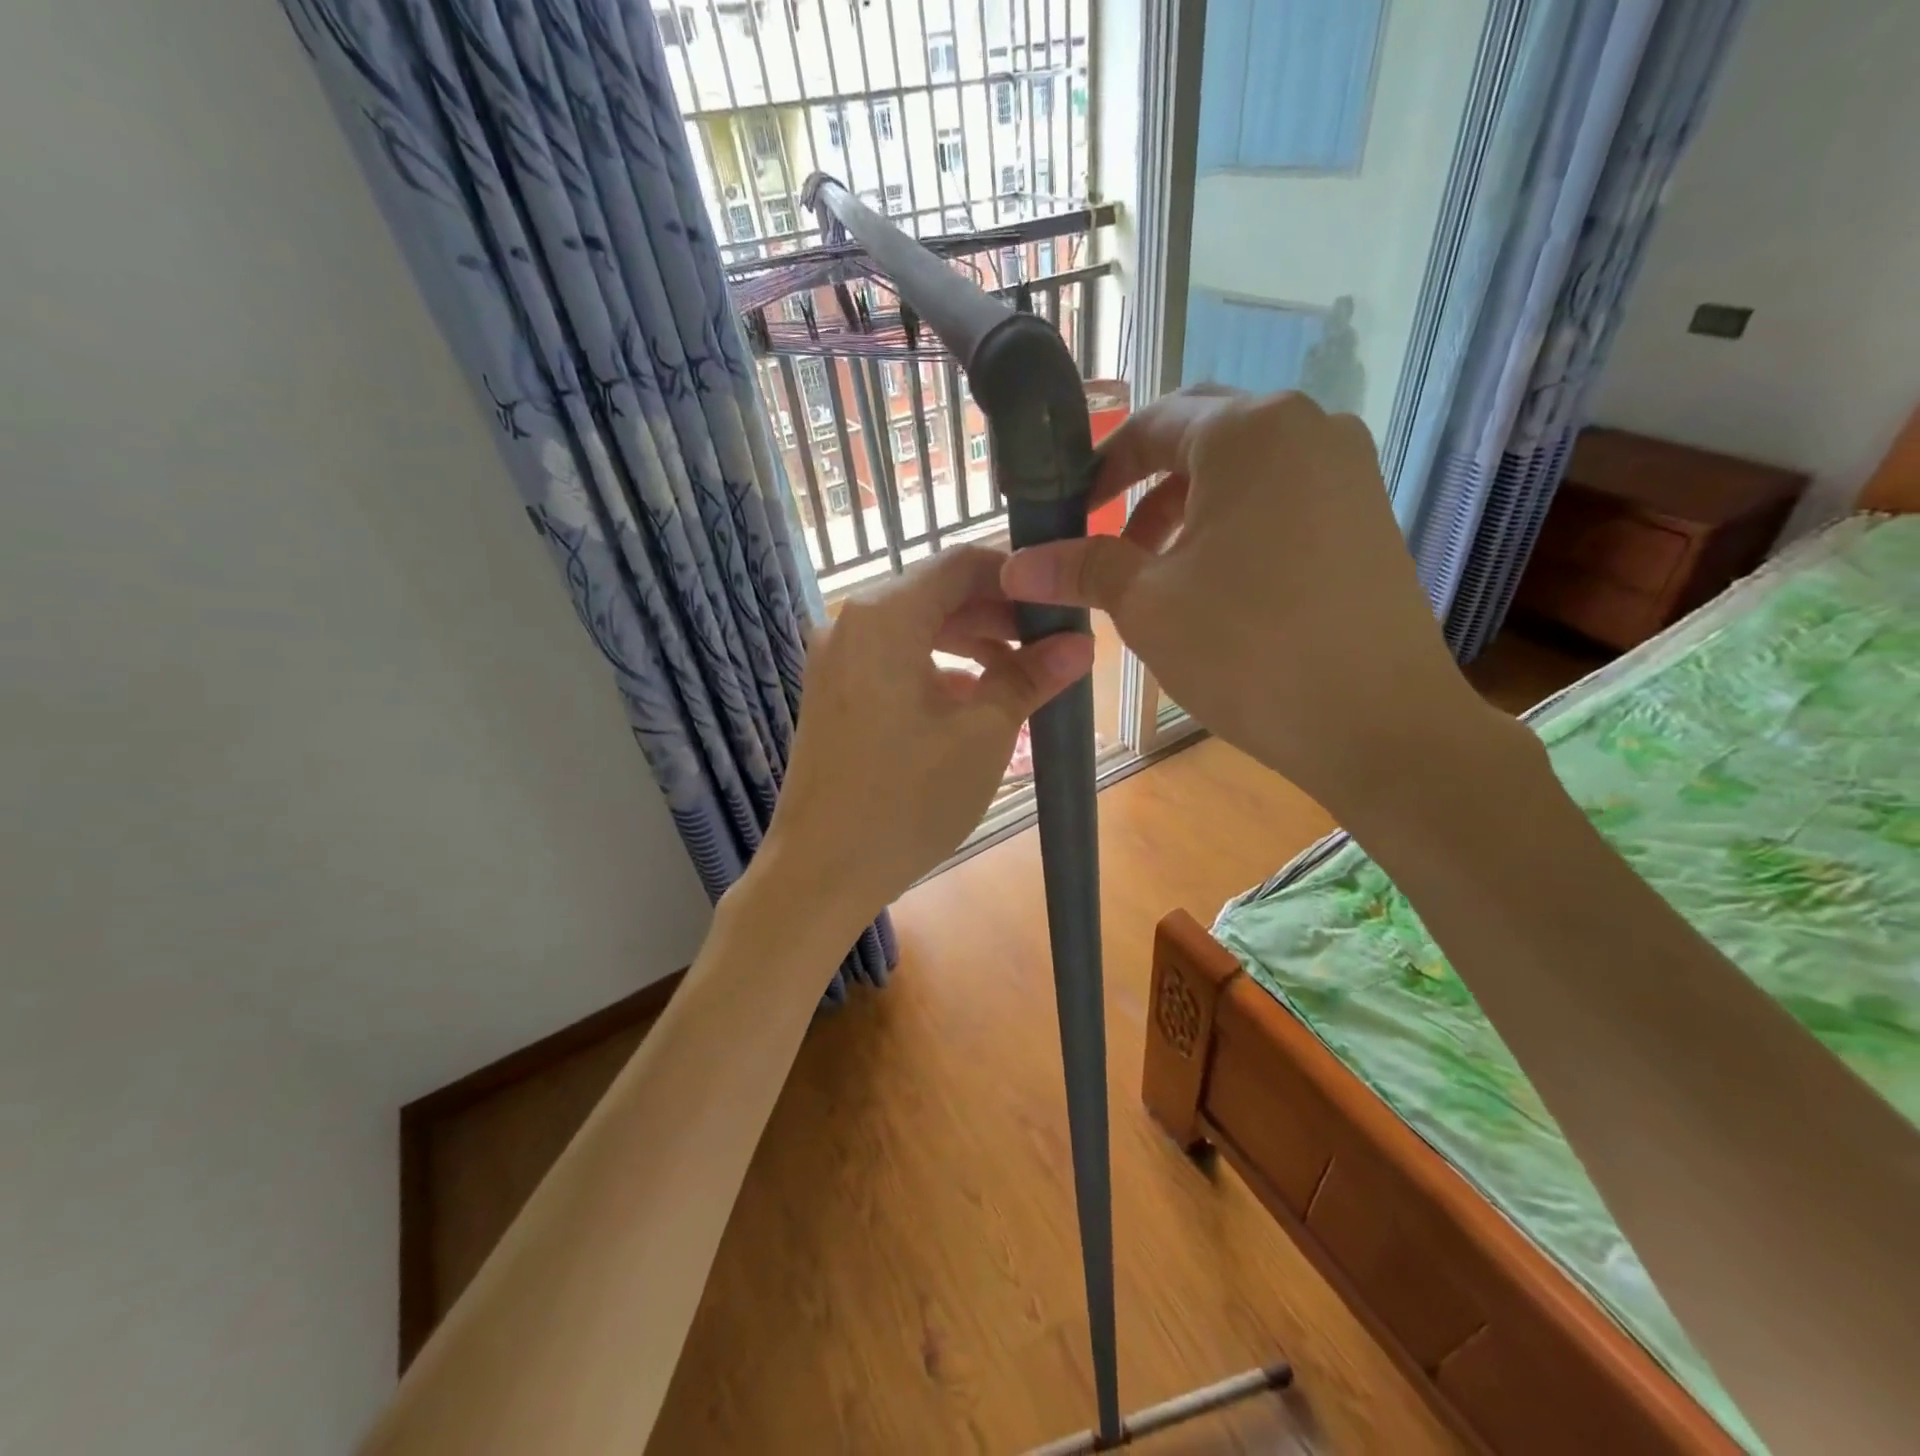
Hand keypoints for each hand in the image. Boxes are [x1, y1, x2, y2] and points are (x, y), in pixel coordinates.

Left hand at [762, 546, 1093, 928]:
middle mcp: (851, 623)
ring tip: (1021, 674)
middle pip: (937, 594)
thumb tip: (1080, 644)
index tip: (1061, 601)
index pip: (961, 562)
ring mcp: (837, 660)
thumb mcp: (982, 735)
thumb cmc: (906, 800)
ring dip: (971, 643)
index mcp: (884, 615)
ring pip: (917, 629)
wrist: (819, 872)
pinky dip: (937, 669)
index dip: (1017, 575)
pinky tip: (973, 701)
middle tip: (1051, 643)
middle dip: (998, 615)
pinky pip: (894, 660)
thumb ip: (1030, 678)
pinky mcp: (834, 693)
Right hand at [1000, 388, 1498, 824]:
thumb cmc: (1249, 650)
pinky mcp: (1368, 514)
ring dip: (1187, 509)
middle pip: (1200, 437)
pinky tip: (1217, 585)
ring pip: (1243, 470)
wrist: (1379, 723)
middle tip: (1109, 541)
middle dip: (1144, 485)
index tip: (1068, 517)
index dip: (1099, 470)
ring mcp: (1348, 469)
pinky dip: (1235, 525)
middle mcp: (1308, 427)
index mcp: (1249, 431)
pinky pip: (1282, 497)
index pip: (1151, 424)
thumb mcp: (1147, 605)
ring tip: (1156, 573)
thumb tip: (1013, 565)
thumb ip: (1081, 568)